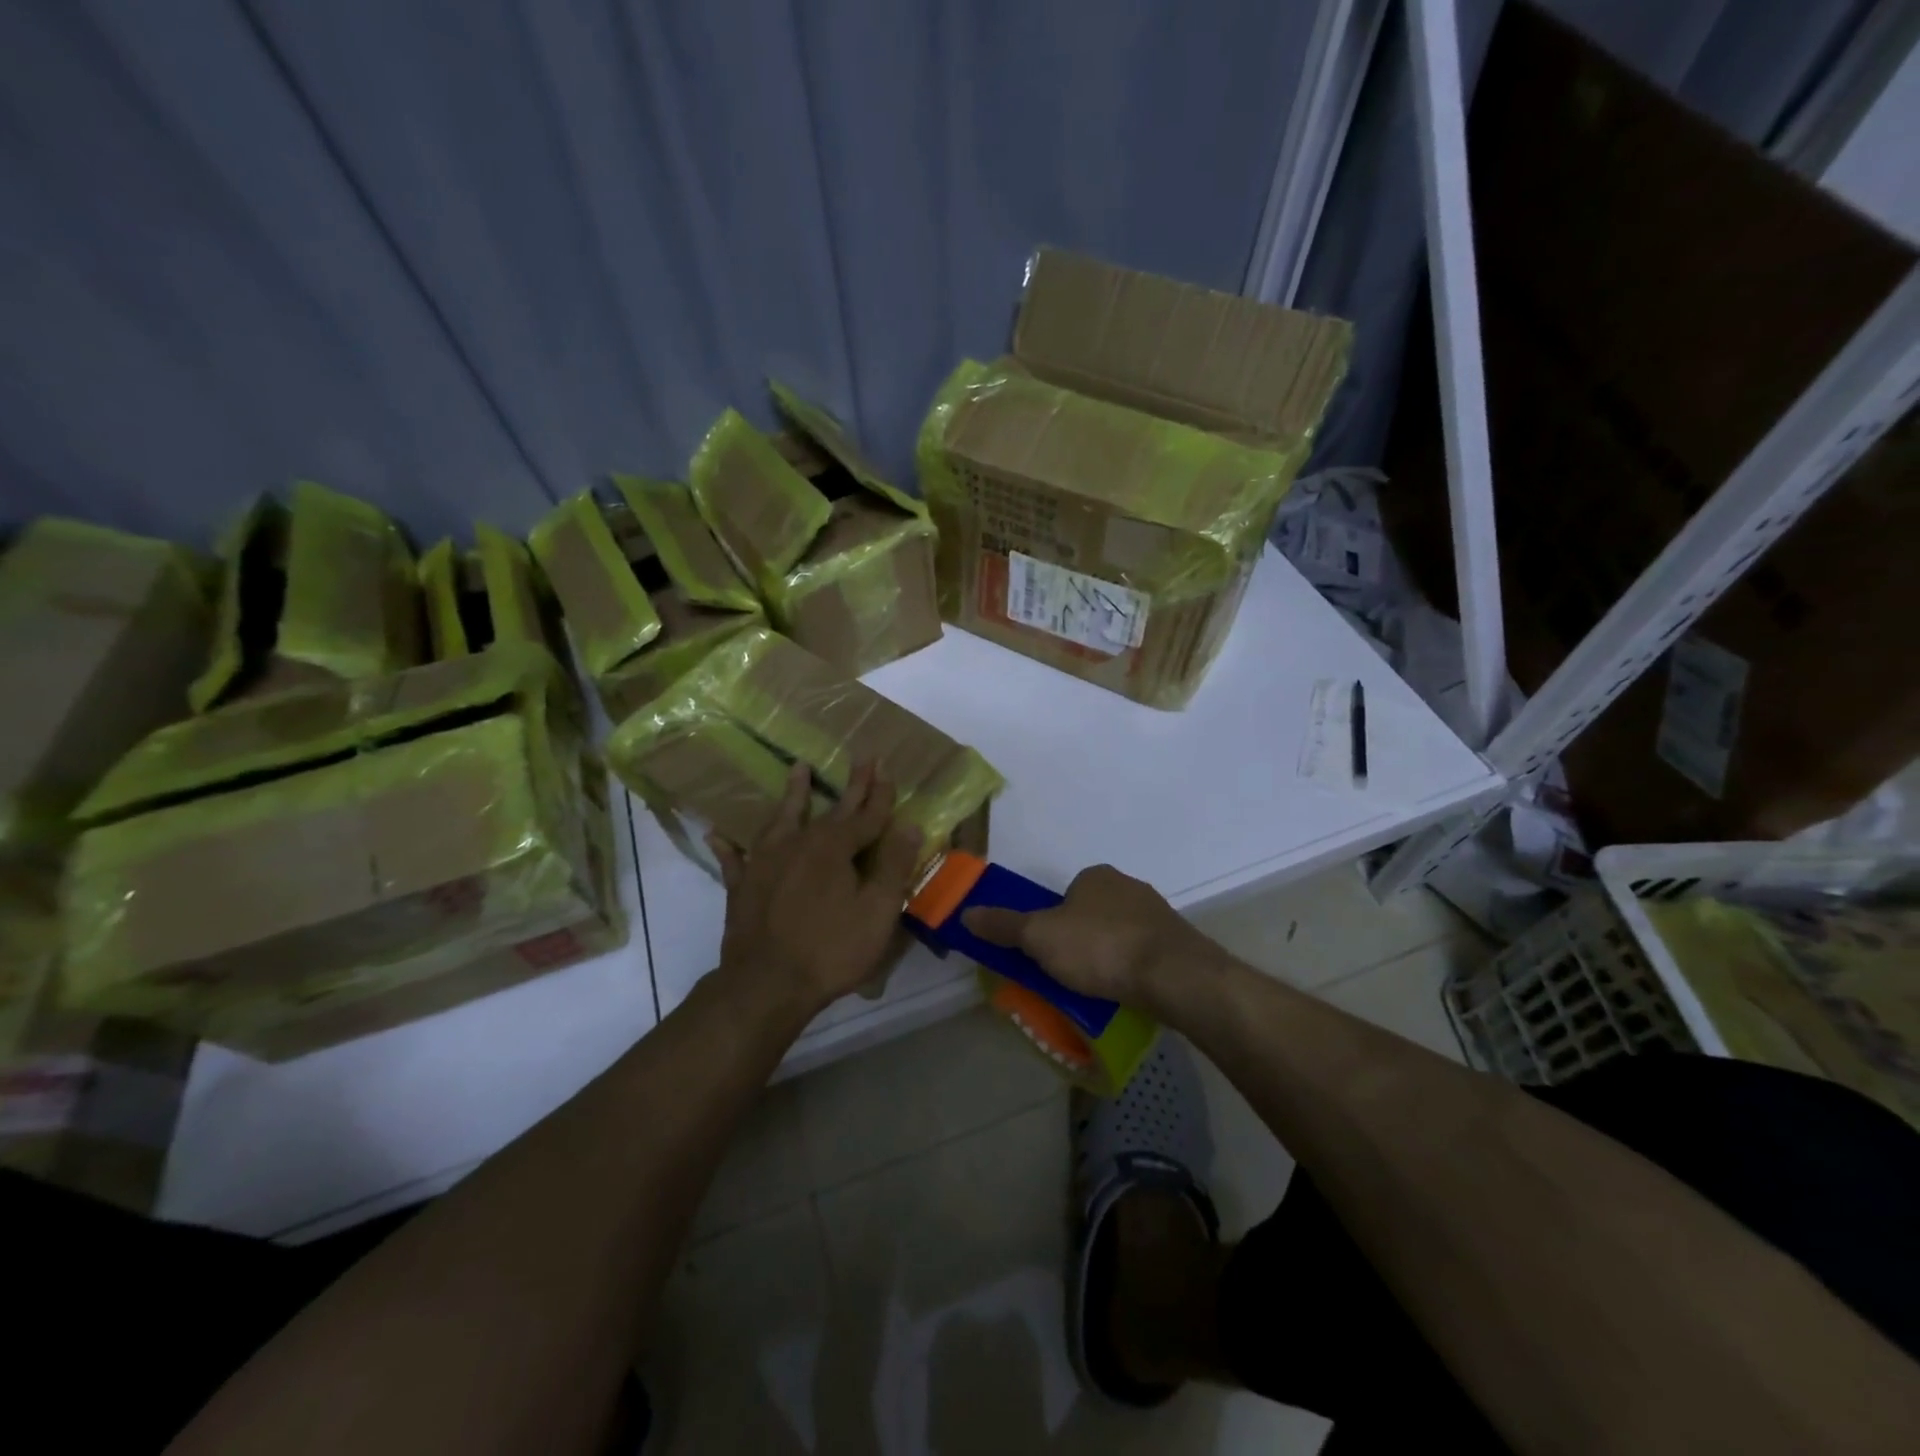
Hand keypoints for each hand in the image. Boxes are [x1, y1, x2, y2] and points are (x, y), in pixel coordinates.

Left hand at [708, 760, 922, 1021]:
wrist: (766, 984)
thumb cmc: (831, 949)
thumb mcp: (878, 912)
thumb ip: (894, 866)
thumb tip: (910, 825)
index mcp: (835, 848)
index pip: (867, 814)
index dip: (880, 793)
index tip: (886, 765)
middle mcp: (799, 843)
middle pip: (832, 809)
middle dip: (851, 785)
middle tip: (862, 757)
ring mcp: (765, 861)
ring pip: (783, 819)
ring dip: (793, 794)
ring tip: (797, 767)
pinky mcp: (742, 885)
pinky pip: (734, 858)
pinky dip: (728, 845)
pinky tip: (718, 833)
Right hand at [961, 864, 1214, 1011]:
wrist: (1175, 975)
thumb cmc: (1100, 947)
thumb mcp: (1040, 937)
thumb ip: (1004, 926)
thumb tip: (966, 913)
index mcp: (1096, 876)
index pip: (1065, 896)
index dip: (1051, 924)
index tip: (1047, 955)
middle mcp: (1128, 887)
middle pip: (1091, 915)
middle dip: (1079, 942)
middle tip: (1068, 976)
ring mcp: (1157, 915)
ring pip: (1119, 936)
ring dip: (1107, 958)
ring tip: (1098, 991)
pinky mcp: (1178, 944)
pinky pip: (1144, 955)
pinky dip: (1132, 971)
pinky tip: (1127, 993)